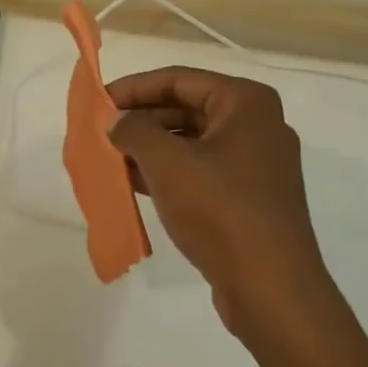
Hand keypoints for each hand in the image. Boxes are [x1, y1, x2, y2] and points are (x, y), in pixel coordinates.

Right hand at [106, 68, 367, 366]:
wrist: (270, 286)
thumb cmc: (220, 210)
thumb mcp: (167, 163)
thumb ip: (134, 131)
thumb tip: (115, 120)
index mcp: (246, 103)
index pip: (178, 79)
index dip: (133, 88)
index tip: (97, 103)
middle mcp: (257, 125)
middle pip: (186, 109)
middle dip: (140, 120)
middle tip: (100, 134)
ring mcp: (256, 164)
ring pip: (191, 143)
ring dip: (150, 149)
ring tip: (110, 160)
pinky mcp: (249, 198)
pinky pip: (200, 172)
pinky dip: (167, 174)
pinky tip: (133, 185)